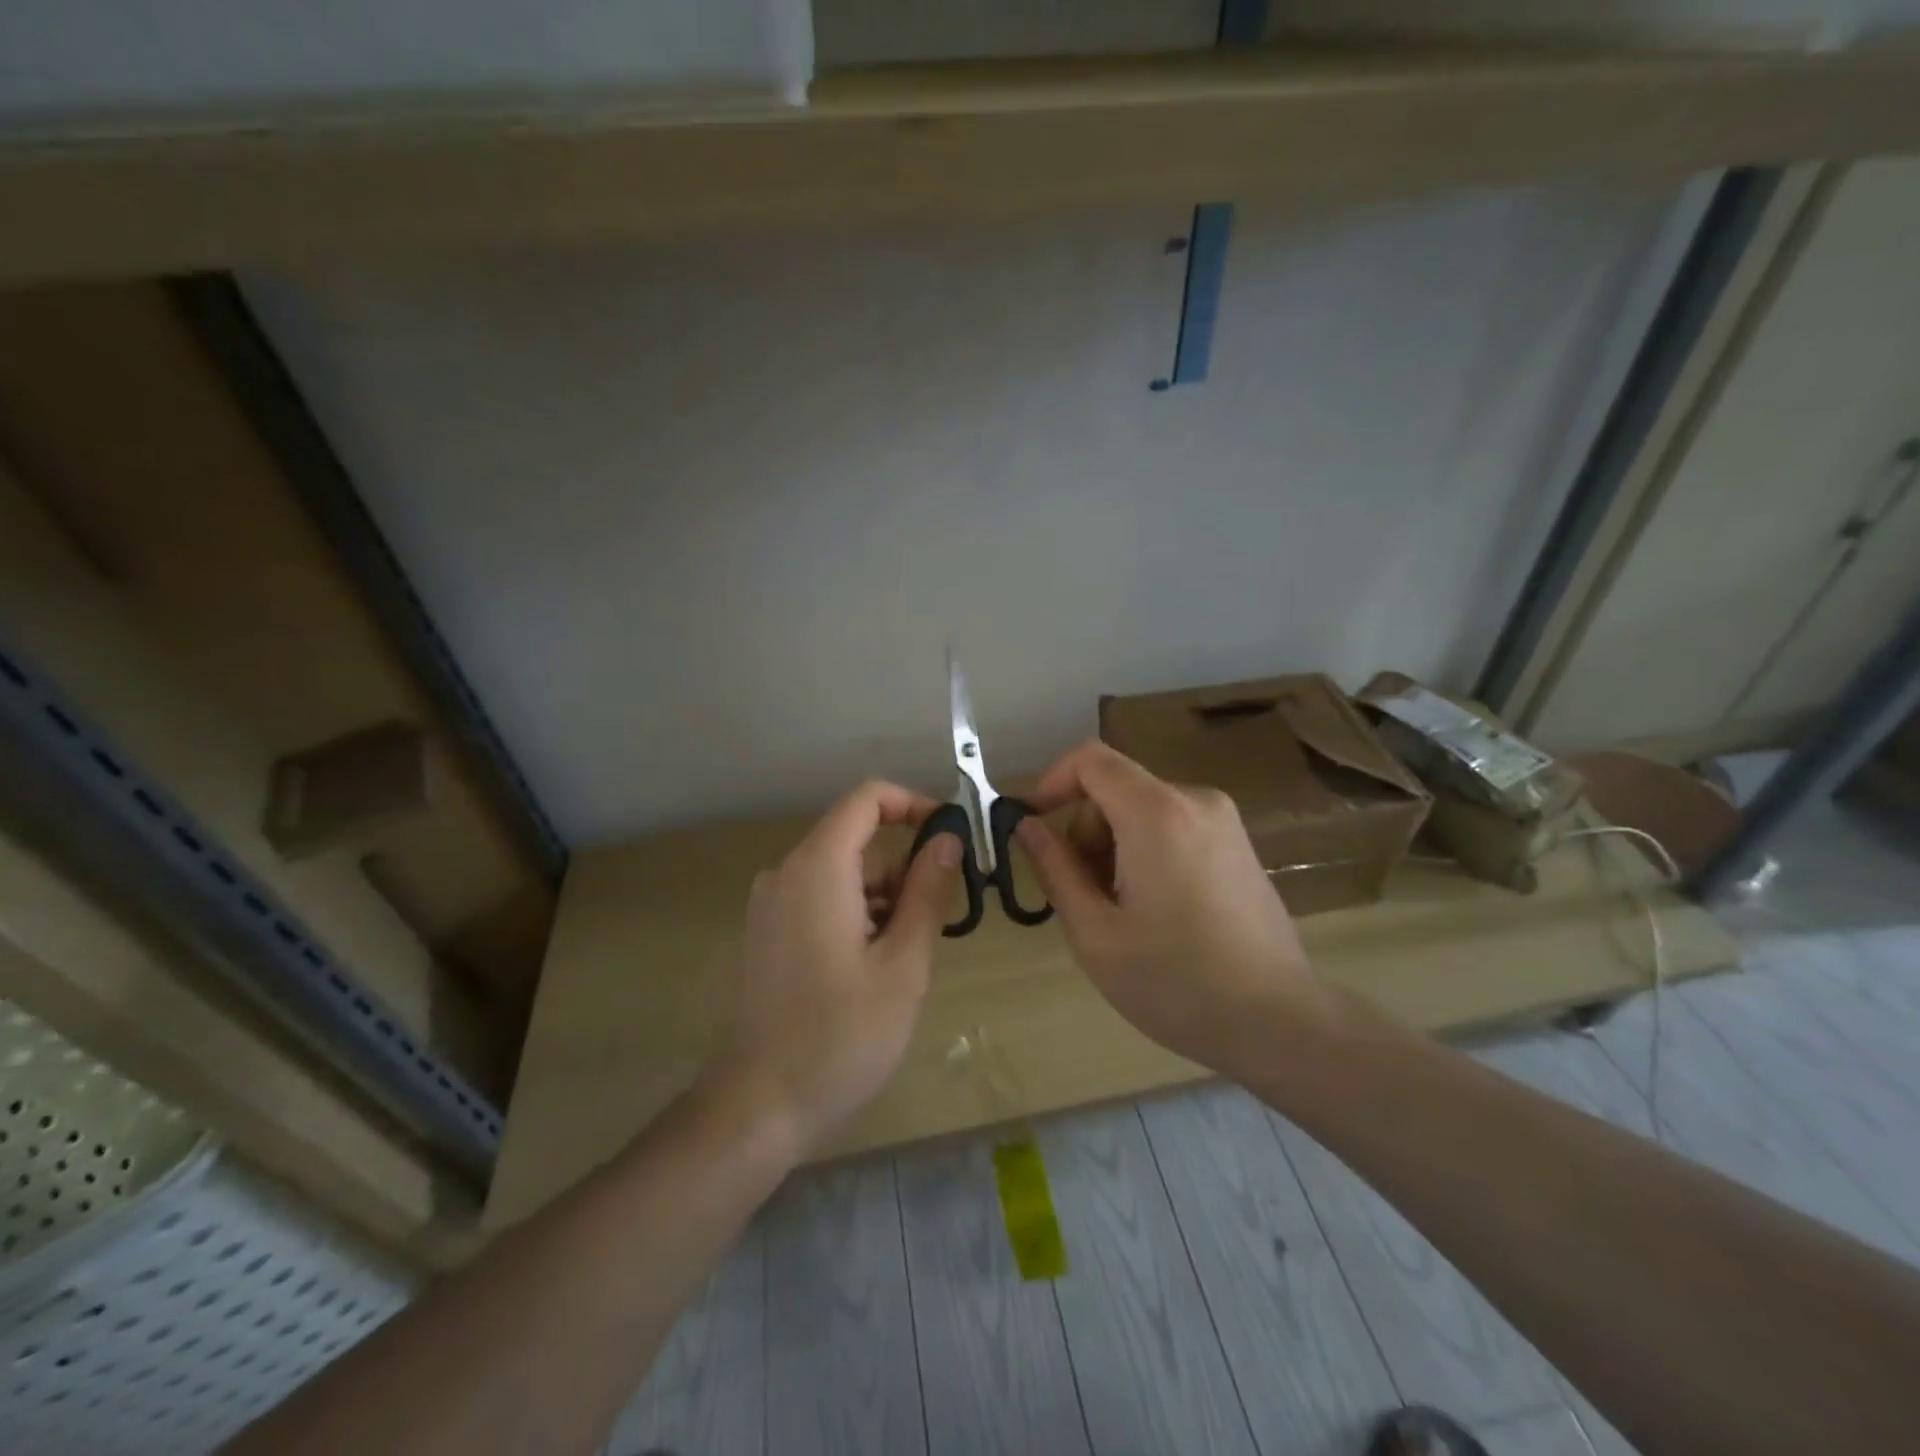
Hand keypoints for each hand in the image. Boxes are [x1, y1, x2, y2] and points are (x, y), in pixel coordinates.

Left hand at [698, 780, 960, 1157]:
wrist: (755, 1109)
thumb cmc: (839, 1036)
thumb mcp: (903, 964)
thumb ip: (928, 892)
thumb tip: (947, 838)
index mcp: (817, 867)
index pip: (867, 798)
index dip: (913, 805)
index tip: (951, 838)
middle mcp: (786, 873)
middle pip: (858, 841)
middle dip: (905, 871)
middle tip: (937, 924)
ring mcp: (770, 905)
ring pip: (843, 875)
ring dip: (884, 901)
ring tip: (903, 964)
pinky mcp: (766, 933)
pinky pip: (821, 900)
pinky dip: (857, 917)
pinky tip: (871, 973)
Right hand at [1015, 741, 1329, 1079]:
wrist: (1280, 1022)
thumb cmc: (1176, 982)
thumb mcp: (1095, 933)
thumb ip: (1055, 868)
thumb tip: (1027, 826)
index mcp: (1156, 814)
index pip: (1091, 759)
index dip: (1051, 781)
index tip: (1033, 825)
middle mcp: (1194, 800)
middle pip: (1116, 788)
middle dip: (1086, 831)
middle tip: (1084, 896)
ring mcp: (1223, 821)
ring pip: (1142, 809)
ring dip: (1115, 846)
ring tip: (1122, 913)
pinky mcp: (1238, 843)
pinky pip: (1173, 825)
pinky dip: (1146, 850)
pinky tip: (1157, 910)